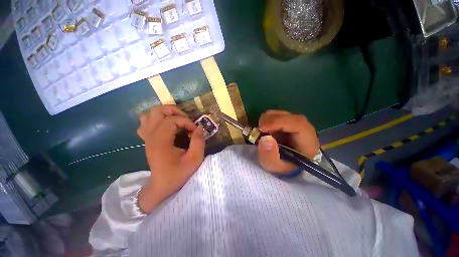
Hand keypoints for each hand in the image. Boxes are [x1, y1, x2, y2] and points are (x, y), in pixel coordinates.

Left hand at [136, 105, 204, 212]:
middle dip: (175, 111)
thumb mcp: (194, 159)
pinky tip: (166, 126)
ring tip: (177, 120)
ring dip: (165, 114)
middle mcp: (150, 136)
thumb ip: (199, 142)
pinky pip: (146, 122)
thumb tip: (200, 127)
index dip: (187, 122)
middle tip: (186, 120)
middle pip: (157, 111)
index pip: (172, 119)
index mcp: (160, 141)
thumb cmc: (178, 174)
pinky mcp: (147, 139)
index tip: (195, 131)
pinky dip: (156, 120)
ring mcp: (146, 137)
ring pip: (150, 114)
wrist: (162, 185)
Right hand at [257, 110, 318, 174]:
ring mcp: (295, 123)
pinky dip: (266, 121)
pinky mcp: (288, 121)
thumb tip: (265, 138)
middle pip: (286, 116)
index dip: (278, 122)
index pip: (297, 123)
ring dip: (266, 121)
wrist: (287, 165)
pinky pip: (275, 115)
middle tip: (259, 132)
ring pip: (279, 113)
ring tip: (263, 134)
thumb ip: (270, 156)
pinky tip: (266, 131)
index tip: (262, 129)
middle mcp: (304, 128)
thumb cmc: (283, 167)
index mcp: (307, 141)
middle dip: (268, 122)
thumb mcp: (275, 167)